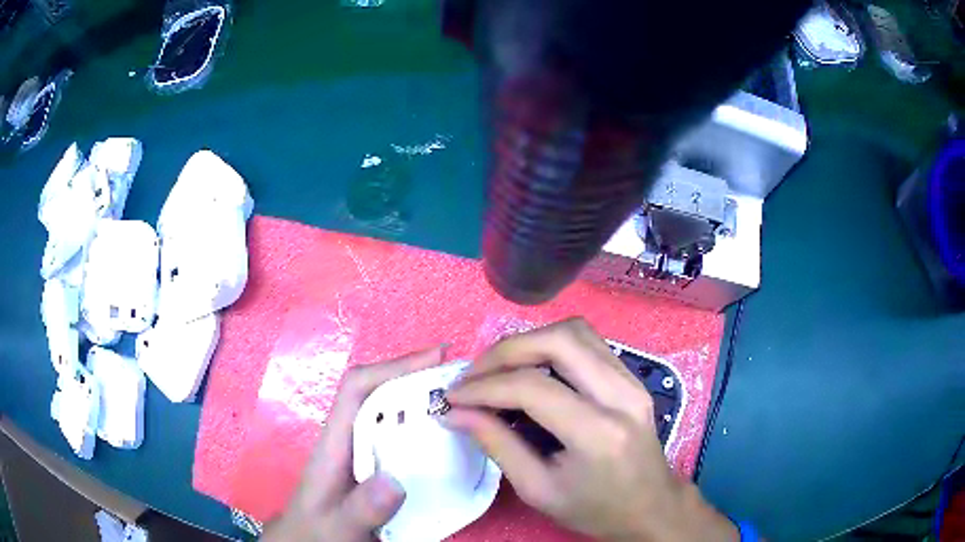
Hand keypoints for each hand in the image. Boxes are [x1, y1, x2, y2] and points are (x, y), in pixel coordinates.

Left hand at [261, 346, 446, 541]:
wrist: (311, 541)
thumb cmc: (319, 531)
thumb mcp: (339, 525)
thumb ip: (363, 508)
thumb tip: (396, 481)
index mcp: (335, 442)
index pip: (357, 388)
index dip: (393, 367)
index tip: (436, 359)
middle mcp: (350, 438)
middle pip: (379, 392)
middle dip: (416, 377)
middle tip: (463, 378)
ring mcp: (363, 451)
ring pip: (392, 413)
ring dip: (423, 400)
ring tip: (465, 401)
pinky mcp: (376, 467)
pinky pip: (402, 438)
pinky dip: (425, 429)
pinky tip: (450, 439)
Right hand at [445, 319, 737, 541]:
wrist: (651, 506)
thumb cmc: (595, 509)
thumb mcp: (538, 490)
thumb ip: (497, 446)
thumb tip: (457, 413)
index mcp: (598, 433)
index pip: (533, 388)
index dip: (485, 387)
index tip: (454, 397)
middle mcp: (620, 395)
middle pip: (558, 341)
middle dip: (506, 350)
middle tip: (474, 374)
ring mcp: (632, 380)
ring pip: (575, 332)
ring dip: (529, 341)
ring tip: (498, 368)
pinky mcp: (632, 377)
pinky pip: (588, 342)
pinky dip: (552, 345)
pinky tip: (532, 367)